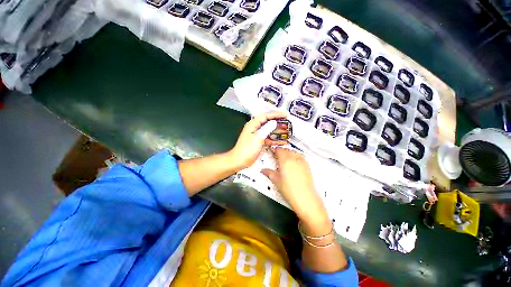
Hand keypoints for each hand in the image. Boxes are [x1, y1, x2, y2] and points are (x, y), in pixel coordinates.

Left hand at [228, 112, 287, 169]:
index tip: (285, 115)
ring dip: (277, 132)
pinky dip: (274, 139)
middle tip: (287, 124)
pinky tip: (281, 141)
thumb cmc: (247, 149)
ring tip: (286, 132)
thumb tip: (274, 122)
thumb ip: (267, 129)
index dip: (276, 114)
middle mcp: (255, 128)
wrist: (239, 161)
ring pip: (269, 131)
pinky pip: (268, 138)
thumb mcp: (258, 138)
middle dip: (278, 123)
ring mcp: (257, 135)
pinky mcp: (259, 142)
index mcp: (253, 124)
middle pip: (268, 123)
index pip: (265, 116)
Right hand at [262, 148, 328, 228]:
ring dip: (289, 153)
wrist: (306, 198)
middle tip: (276, 156)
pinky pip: (300, 157)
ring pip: (294, 152)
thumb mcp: (277, 181)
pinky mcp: (307, 166)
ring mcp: (302, 161)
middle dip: (281, 151)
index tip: (272, 152)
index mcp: (285, 160)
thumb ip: (269, 173)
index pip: (279, 150)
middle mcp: (294, 158)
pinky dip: (295, 156)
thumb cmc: (289, 190)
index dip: (274, 150)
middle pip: (286, 150)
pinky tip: (293, 163)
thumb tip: (263, 170)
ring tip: (285, 159)